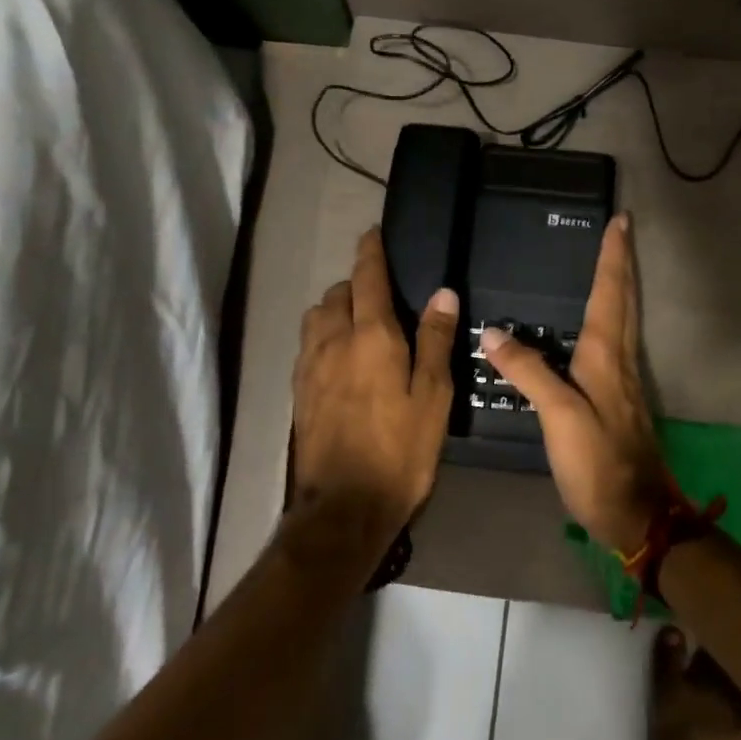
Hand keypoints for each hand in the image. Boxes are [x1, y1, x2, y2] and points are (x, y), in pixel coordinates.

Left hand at [291, 229, 458, 546]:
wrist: (344, 506)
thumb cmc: (401, 451)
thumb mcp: (433, 397)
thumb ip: (435, 341)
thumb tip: (442, 293)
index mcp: (371, 337)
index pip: (367, 278)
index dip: (370, 252)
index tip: (373, 233)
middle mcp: (333, 341)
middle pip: (337, 294)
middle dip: (355, 284)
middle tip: (381, 295)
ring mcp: (309, 367)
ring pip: (316, 318)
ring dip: (335, 309)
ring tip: (359, 325)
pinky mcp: (298, 392)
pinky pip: (308, 345)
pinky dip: (323, 336)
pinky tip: (340, 359)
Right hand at [481, 214, 673, 555]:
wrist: (637, 512)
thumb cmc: (598, 462)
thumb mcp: (558, 416)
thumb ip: (529, 372)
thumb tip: (493, 332)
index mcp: (607, 356)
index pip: (611, 294)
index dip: (613, 257)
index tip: (620, 221)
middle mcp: (620, 361)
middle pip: (625, 301)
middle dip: (622, 263)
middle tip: (622, 231)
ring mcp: (624, 382)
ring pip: (624, 321)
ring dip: (620, 287)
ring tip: (611, 264)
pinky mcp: (619, 401)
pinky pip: (615, 345)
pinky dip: (611, 319)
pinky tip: (597, 327)